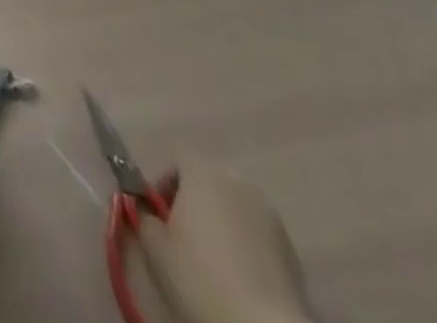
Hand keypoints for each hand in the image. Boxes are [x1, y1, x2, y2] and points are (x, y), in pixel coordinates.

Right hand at [134, 156, 313, 322]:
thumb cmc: (200, 278)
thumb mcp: (154, 246)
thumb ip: (144, 216)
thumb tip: (147, 211)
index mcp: (204, 172)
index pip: (177, 158)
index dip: (163, 182)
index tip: (157, 214)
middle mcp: (238, 182)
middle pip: (207, 181)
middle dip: (192, 202)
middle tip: (181, 237)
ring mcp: (270, 215)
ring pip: (233, 208)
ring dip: (220, 223)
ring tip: (211, 260)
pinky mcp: (292, 250)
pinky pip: (256, 234)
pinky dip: (244, 246)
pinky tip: (238, 278)